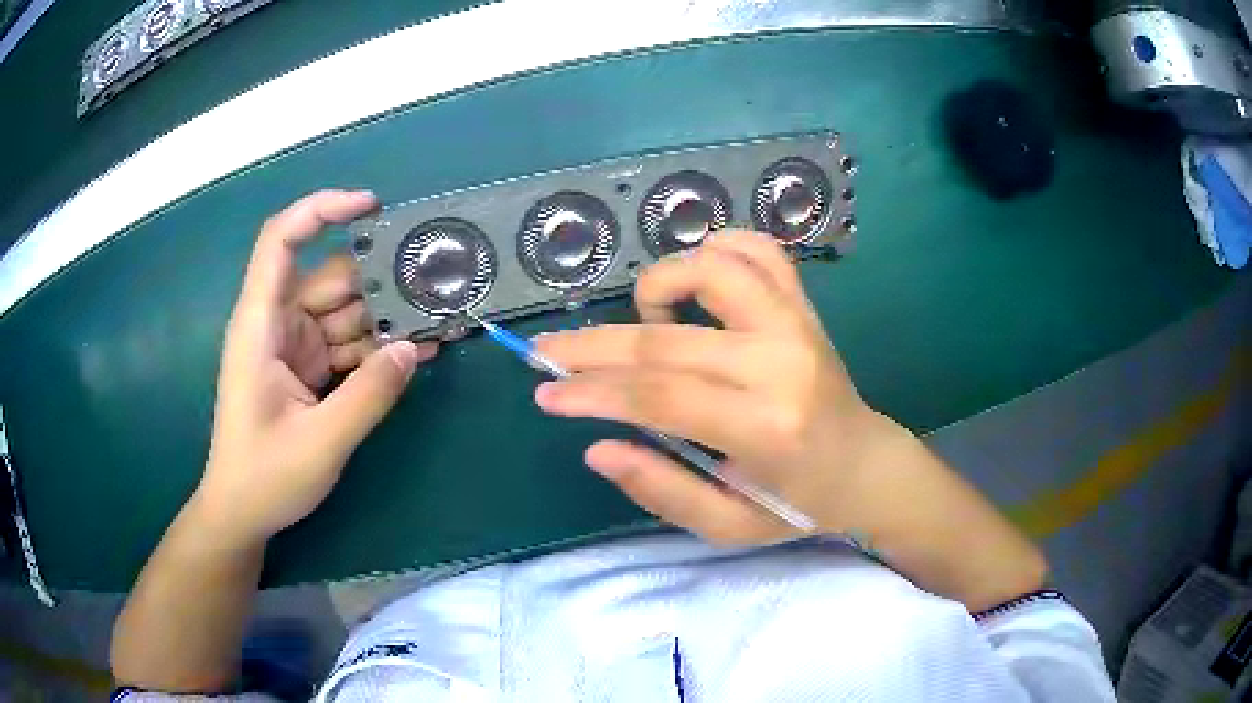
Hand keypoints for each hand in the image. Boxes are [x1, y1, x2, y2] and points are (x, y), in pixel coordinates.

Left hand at [195, 190, 437, 545]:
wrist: (243, 513)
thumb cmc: (265, 476)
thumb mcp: (320, 442)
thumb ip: (368, 395)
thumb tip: (414, 349)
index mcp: (261, 324)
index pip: (281, 241)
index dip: (322, 210)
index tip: (372, 207)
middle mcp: (277, 324)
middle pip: (330, 278)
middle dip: (379, 279)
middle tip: (437, 284)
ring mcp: (295, 347)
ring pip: (346, 312)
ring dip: (387, 317)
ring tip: (439, 320)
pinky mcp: (309, 369)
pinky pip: (348, 345)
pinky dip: (379, 348)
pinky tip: (418, 353)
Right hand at [534, 231, 891, 544]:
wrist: (864, 465)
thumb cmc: (797, 504)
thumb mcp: (727, 526)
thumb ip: (661, 489)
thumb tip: (596, 447)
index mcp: (765, 428)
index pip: (659, 397)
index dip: (592, 392)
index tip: (546, 393)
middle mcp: (781, 363)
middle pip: (666, 339)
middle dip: (592, 346)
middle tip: (546, 352)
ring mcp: (796, 324)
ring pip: (714, 268)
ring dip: (661, 284)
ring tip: (645, 318)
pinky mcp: (804, 306)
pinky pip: (759, 250)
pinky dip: (717, 249)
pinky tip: (696, 279)